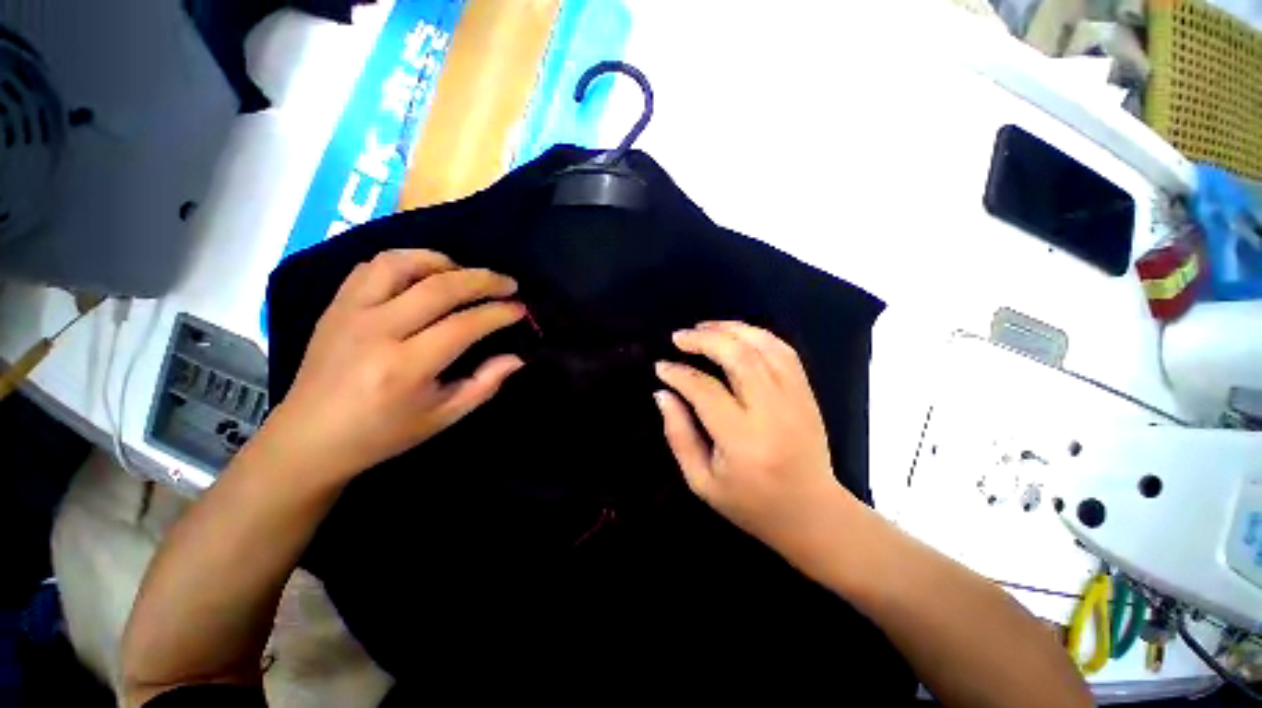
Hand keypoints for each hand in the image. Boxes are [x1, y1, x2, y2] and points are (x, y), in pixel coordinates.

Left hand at [266, 249, 525, 483]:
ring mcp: (350, 312)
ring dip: (443, 262)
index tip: (520, 310)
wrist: (310, 437)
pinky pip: (373, 266)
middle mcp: (377, 331)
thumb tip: (518, 357)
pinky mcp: (336, 305)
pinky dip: (407, 261)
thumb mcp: (444, 417)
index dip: (499, 313)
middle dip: (483, 280)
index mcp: (405, 367)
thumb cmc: (384, 433)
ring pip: (402, 263)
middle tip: (509, 284)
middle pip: (439, 287)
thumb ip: (485, 384)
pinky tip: (426, 275)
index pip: (464, 325)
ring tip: (466, 274)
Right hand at [654, 321, 858, 557]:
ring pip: (764, 346)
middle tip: (679, 337)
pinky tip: (737, 335)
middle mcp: (773, 412)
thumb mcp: (701, 481)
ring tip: (704, 328)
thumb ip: (678, 435)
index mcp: (743, 441)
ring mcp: (796, 399)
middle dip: (704, 339)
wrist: (812, 513)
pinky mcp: (807, 393)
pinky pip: (784, 351)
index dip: (679, 374)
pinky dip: (758, 335)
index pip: (705, 391)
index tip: (661, 366)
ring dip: (731, 330)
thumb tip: (663, 393)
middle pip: (739, 357)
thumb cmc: (751, 504)